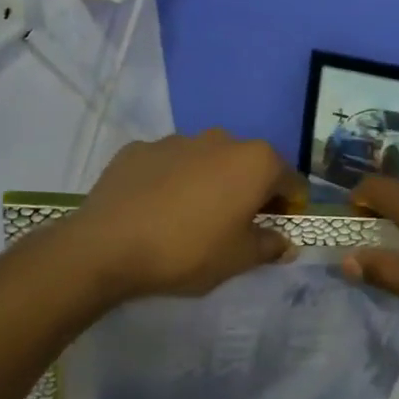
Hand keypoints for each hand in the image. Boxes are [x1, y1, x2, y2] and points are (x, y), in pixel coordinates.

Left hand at [74, 131, 307, 302]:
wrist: (107, 246)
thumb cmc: (189, 251)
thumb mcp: (239, 259)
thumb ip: (270, 246)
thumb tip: (285, 243)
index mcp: (255, 162)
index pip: (290, 181)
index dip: (290, 206)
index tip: (278, 228)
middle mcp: (221, 139)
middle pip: (249, 165)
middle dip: (250, 190)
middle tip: (236, 224)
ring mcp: (177, 140)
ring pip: (208, 160)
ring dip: (210, 182)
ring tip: (192, 216)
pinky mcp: (139, 149)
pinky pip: (169, 164)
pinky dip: (172, 181)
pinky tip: (157, 209)